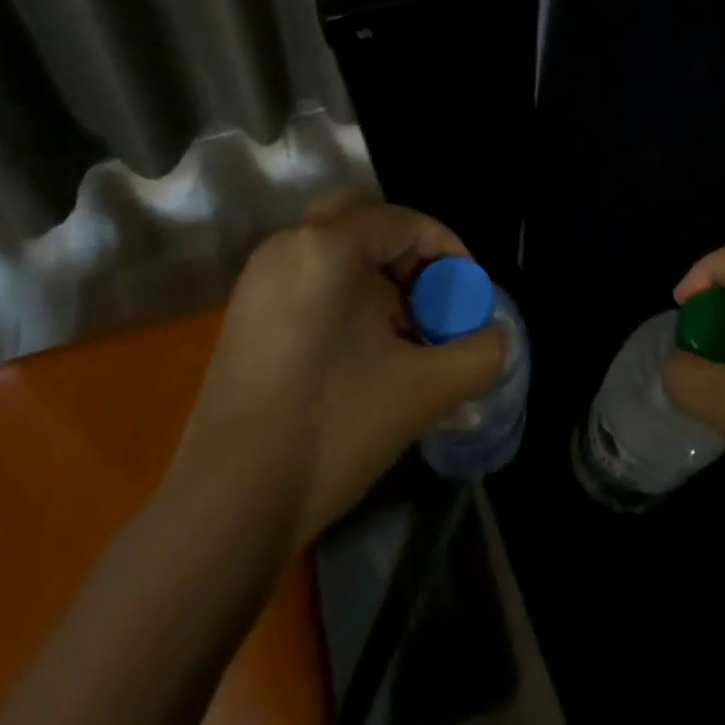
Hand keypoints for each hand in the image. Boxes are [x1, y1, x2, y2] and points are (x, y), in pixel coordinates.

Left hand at [174, 192, 503, 550]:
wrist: (228, 505)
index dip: (448, 250)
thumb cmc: (331, 428)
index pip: (405, 221)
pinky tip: (360, 348)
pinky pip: (308, 276)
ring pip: (334, 248)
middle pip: (363, 219)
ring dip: (375, 274)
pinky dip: (344, 291)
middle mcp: (287, 245)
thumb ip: (478, 353)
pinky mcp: (244, 313)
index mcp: (327, 246)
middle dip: (406, 251)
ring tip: (402, 330)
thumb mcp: (423, 389)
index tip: (470, 294)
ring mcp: (258, 279)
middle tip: (430, 296)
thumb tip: (497, 338)